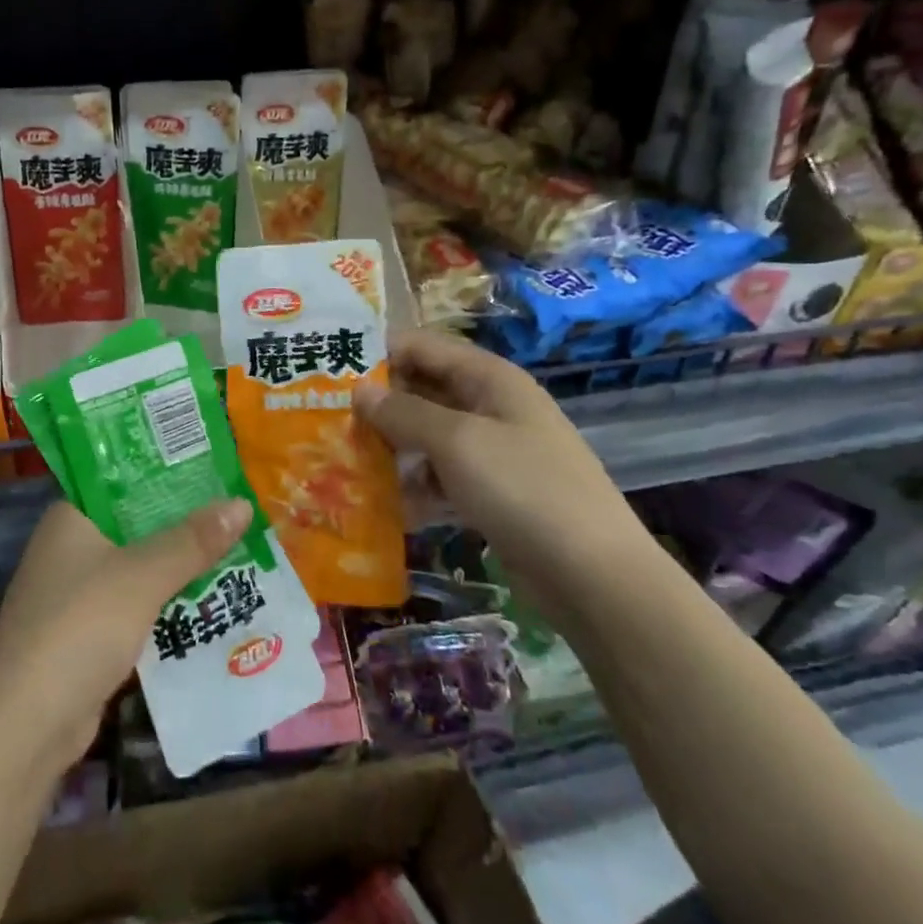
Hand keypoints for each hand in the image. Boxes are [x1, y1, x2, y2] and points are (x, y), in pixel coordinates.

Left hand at [0, 497, 254, 777]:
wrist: (24, 729)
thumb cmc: (79, 628)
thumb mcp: (142, 577)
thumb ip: (192, 540)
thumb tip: (243, 502)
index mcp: (72, 517)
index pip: (123, 477)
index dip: (167, 469)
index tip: (215, 463)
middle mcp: (71, 547)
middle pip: (137, 523)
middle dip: (185, 520)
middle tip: (240, 505)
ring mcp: (78, 593)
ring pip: (140, 566)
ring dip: (181, 563)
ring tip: (239, 545)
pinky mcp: (89, 635)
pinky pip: (139, 605)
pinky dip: (169, 602)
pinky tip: (211, 599)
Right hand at [352, 328, 652, 614]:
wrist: (595, 576)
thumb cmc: (523, 489)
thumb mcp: (457, 442)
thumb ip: (404, 412)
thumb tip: (359, 391)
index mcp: (489, 378)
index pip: (423, 346)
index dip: (378, 352)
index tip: (329, 370)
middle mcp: (490, 406)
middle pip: (423, 390)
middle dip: (379, 403)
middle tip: (327, 419)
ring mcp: (493, 451)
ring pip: (428, 436)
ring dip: (391, 446)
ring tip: (344, 460)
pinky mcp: (491, 492)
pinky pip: (441, 476)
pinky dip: (414, 485)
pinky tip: (383, 504)